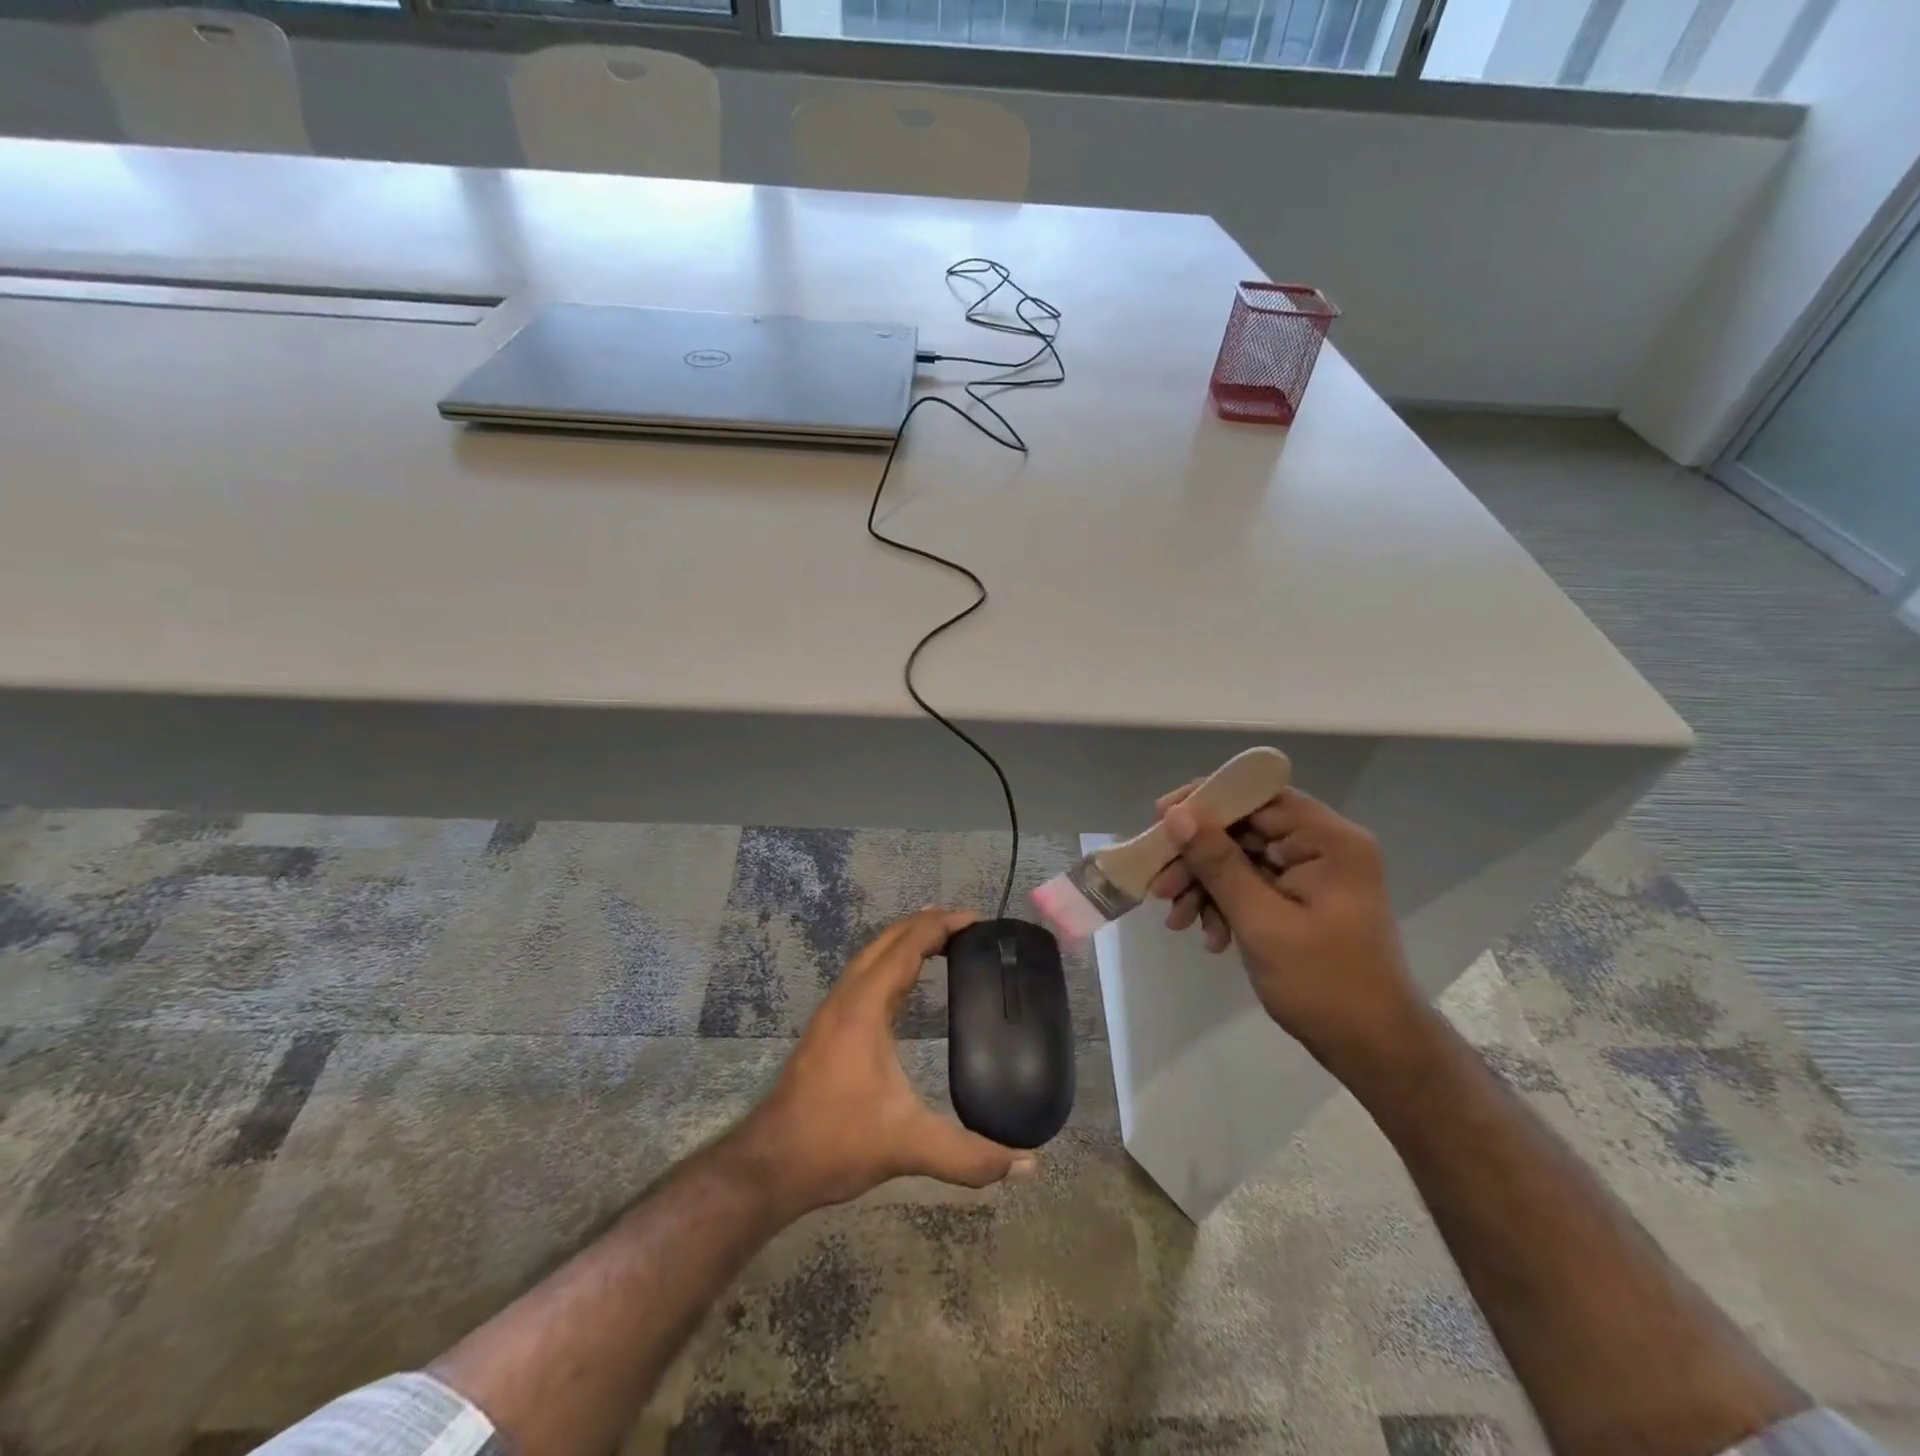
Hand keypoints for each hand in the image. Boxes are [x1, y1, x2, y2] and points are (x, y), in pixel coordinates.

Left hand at [741, 908, 1037, 1216]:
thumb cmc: (835, 1142)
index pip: (906, 946)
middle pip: (887, 940)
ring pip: (872, 956)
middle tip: (968, 925)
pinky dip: (892, 963)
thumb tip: (1027, 1163)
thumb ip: (968, 1156)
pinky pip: (865, 976)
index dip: (941, 925)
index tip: (977, 920)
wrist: (770, 1164)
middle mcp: (847, 997)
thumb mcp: (907, 1146)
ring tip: (944, 941)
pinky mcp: (829, 1028)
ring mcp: (834, 1011)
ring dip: (906, 941)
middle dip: (926, 924)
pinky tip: (908, 983)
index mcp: (864, 1006)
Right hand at [1147, 785, 1421, 1069]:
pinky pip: (1250, 884)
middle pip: (1244, 828)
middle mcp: (1322, 846)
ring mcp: (1311, 873)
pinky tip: (1208, 937)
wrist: (1372, 1049)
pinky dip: (1224, 905)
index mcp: (1329, 840)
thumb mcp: (1261, 921)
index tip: (1161, 819)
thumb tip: (1176, 815)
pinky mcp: (1300, 898)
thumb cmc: (1324, 983)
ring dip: (1204, 886)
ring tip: (1177, 920)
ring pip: (1240, 858)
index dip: (1206, 800)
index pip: (1259, 795)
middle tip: (1159, 885)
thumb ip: (1218, 863)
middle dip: (1197, 857)